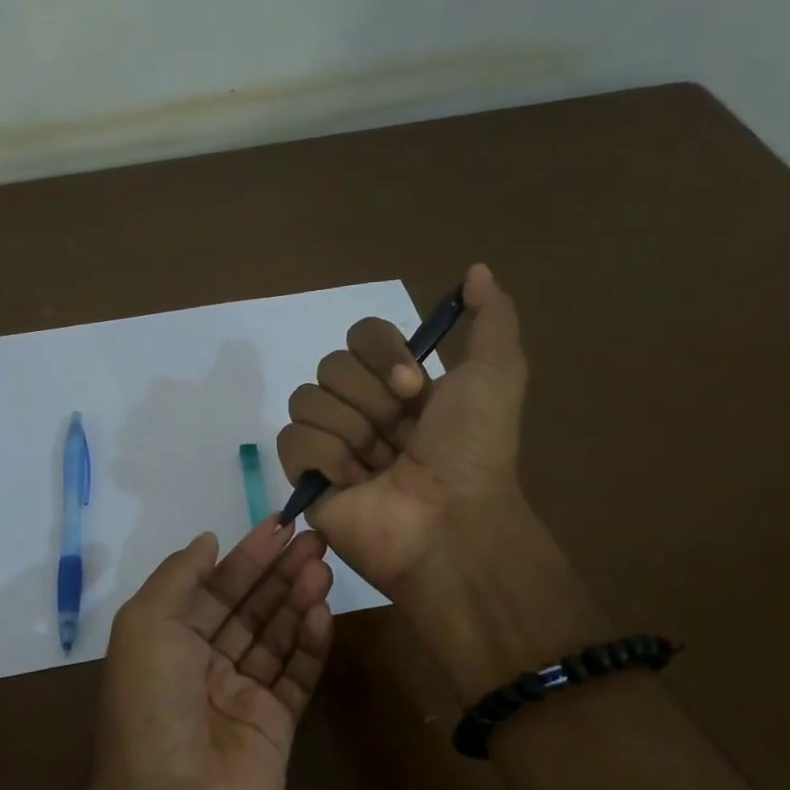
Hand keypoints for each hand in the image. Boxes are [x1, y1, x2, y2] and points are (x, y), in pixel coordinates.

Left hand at [91, 521, 333, 789]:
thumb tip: (207, 541)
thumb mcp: (146, 625)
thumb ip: (178, 577)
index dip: (245, 556)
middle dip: (279, 572)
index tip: (281, 525)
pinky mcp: (275, 728)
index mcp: (166, 642)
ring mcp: (240, 698)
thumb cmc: (152, 706)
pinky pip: (296, 676)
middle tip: (316, 539)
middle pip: (248, 608)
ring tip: (325, 566)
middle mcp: (202, 666)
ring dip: (298, 600)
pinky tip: (324, 612)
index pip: (213, 588)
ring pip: (275, 638)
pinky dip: (310, 644)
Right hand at [276, 262, 529, 602]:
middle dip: (371, 401)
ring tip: (379, 465)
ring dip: (352, 431)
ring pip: (307, 400)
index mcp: (399, 385)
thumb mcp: (498, 374)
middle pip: (331, 365)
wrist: (450, 520)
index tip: (414, 389)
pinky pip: (292, 440)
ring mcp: (331, 443)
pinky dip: (326, 458)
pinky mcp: (306, 478)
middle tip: (400, 435)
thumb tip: (477, 270)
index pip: (361, 335)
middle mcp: (362, 409)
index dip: (383, 355)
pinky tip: (354, 482)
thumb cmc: (473, 450)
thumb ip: (492, 318)